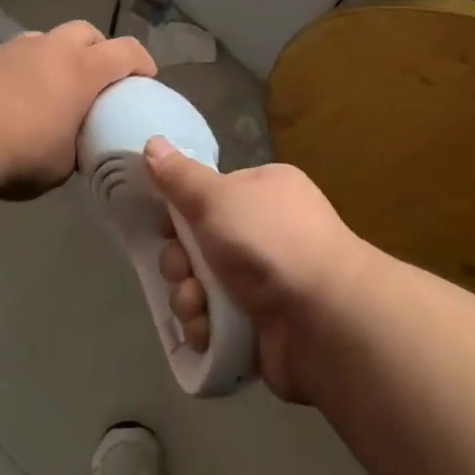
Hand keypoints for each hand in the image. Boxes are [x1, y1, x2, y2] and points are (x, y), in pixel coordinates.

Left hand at [0, 21, 155, 197]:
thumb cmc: (21, 154)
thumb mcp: (63, 164)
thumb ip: (77, 146)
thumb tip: (75, 145)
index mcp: (83, 70)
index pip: (126, 50)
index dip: (142, 61)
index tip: (146, 78)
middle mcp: (53, 48)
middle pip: (86, 32)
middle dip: (98, 49)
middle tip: (96, 78)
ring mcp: (15, 48)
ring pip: (47, 39)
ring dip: (57, 55)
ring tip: (51, 87)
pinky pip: (15, 55)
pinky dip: (24, 69)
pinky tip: (13, 98)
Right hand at [145, 138, 368, 402]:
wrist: (323, 318)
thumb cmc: (269, 241)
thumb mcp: (216, 198)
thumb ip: (180, 176)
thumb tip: (152, 143)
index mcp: (264, 191)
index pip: (209, 196)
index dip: (181, 213)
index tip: (166, 228)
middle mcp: (266, 232)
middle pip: (199, 244)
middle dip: (180, 263)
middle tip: (183, 272)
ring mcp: (266, 281)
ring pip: (202, 286)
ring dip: (189, 298)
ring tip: (197, 307)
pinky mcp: (261, 325)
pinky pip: (216, 322)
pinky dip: (206, 327)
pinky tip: (207, 331)